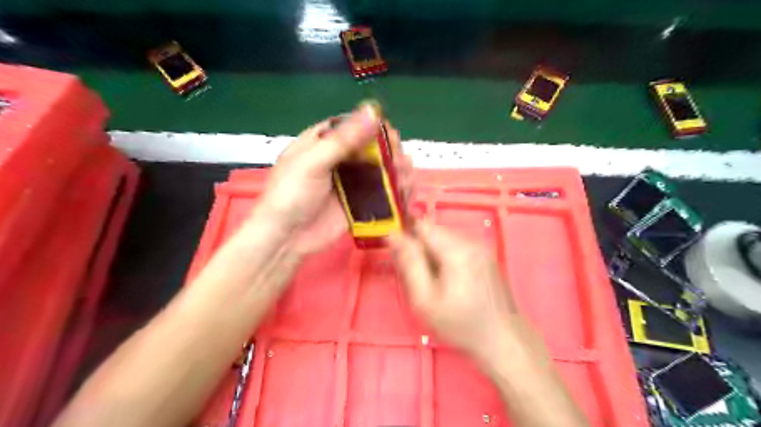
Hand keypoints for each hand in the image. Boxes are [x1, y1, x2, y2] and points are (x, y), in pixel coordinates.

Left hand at [254, 101, 410, 255]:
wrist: (286, 238)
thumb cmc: (291, 194)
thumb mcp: (312, 163)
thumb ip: (343, 140)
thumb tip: (373, 112)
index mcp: (323, 143)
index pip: (353, 127)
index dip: (373, 127)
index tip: (390, 132)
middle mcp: (340, 160)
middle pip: (372, 148)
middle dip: (390, 150)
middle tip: (399, 158)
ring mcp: (351, 184)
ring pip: (380, 170)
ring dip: (397, 170)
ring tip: (407, 174)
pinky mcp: (360, 204)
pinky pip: (381, 194)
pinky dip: (396, 191)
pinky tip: (406, 191)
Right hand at [389, 220, 520, 363]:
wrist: (503, 340)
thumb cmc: (460, 325)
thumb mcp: (425, 301)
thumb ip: (409, 264)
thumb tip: (393, 235)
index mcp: (457, 250)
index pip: (422, 225)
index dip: (406, 236)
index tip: (400, 257)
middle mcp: (471, 241)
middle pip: (434, 231)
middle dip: (420, 249)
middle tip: (418, 278)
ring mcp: (482, 247)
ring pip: (444, 238)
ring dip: (433, 254)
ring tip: (435, 282)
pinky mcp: (486, 254)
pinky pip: (457, 246)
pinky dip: (446, 257)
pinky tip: (450, 281)